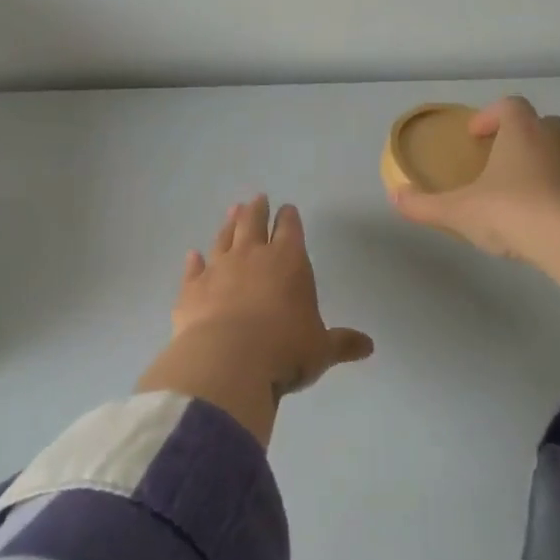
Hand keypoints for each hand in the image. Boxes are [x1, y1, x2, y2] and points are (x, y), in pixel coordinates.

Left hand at [173, 195, 374, 394]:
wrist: (227, 361)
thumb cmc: (285, 350)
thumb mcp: (321, 350)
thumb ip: (342, 344)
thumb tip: (368, 347)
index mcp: (288, 262)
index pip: (290, 230)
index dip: (289, 218)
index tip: (287, 208)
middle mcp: (251, 257)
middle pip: (253, 223)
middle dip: (257, 210)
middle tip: (257, 198)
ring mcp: (217, 270)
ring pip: (223, 239)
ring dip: (228, 225)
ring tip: (232, 211)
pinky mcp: (191, 289)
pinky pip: (193, 269)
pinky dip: (194, 261)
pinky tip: (193, 255)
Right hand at [390, 97, 559, 262]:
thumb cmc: (510, 213)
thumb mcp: (457, 212)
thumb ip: (423, 204)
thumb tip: (394, 196)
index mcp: (523, 131)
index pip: (509, 106)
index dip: (491, 116)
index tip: (476, 136)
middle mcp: (558, 137)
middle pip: (541, 124)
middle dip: (522, 138)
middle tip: (502, 162)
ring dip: (550, 159)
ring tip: (531, 185)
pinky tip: (555, 212)